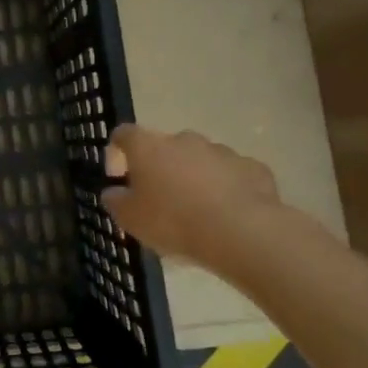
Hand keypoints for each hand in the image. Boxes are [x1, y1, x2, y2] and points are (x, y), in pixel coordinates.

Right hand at [101, 124, 285, 273]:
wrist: (242, 232)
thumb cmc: (174, 221)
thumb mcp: (130, 219)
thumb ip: (116, 201)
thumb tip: (114, 192)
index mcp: (149, 147)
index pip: (124, 134)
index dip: (117, 152)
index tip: (118, 177)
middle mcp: (184, 140)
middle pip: (165, 147)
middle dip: (161, 168)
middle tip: (160, 200)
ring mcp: (222, 151)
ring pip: (201, 160)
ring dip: (194, 178)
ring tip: (197, 212)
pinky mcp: (253, 168)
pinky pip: (232, 175)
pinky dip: (227, 189)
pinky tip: (227, 215)